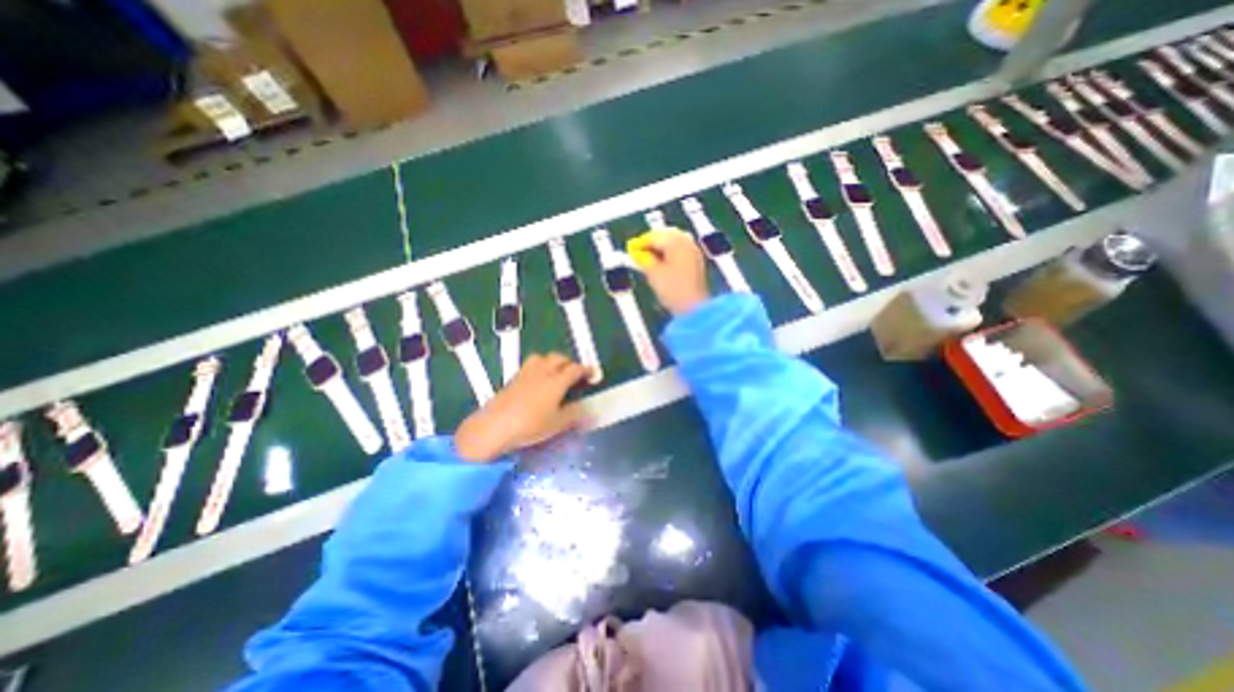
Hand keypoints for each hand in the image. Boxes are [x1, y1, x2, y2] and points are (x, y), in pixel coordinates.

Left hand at [453, 354, 588, 462]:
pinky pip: (530, 365)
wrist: (494, 426)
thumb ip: (574, 415)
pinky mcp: (513, 379)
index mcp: (556, 382)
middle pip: (558, 358)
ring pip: (542, 358)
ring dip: (552, 361)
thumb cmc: (530, 426)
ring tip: (555, 373)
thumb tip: (587, 410)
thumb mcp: (557, 424)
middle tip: (575, 374)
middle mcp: (542, 372)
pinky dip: (539, 367)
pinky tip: (538, 381)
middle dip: (569, 363)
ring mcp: (526, 374)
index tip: (593, 373)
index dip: (586, 369)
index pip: (575, 369)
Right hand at [636, 227, 704, 312]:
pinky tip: (662, 264)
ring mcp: (693, 251)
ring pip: (674, 242)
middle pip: (665, 236)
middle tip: (639, 254)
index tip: (631, 250)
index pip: (653, 236)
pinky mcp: (697, 262)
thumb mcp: (653, 274)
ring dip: (661, 248)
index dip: (640, 243)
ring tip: (649, 260)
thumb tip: (636, 253)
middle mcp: (686, 242)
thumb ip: (643, 260)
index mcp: (675, 241)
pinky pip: (680, 250)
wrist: (694, 307)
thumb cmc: (673, 290)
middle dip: (652, 243)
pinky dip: (670, 254)